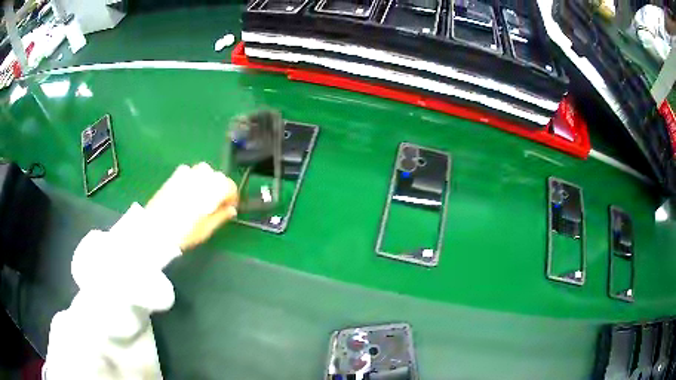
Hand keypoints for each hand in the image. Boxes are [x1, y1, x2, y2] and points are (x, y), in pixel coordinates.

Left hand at [145, 163, 237, 250]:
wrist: (155, 228)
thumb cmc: (184, 233)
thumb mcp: (206, 229)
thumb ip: (221, 216)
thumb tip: (232, 210)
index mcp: (212, 191)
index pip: (229, 186)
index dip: (232, 197)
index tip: (229, 208)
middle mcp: (201, 178)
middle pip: (218, 176)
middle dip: (220, 188)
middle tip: (216, 204)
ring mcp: (187, 174)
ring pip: (204, 170)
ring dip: (208, 180)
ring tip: (203, 195)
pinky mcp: (175, 176)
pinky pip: (190, 171)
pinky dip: (194, 177)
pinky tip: (189, 190)